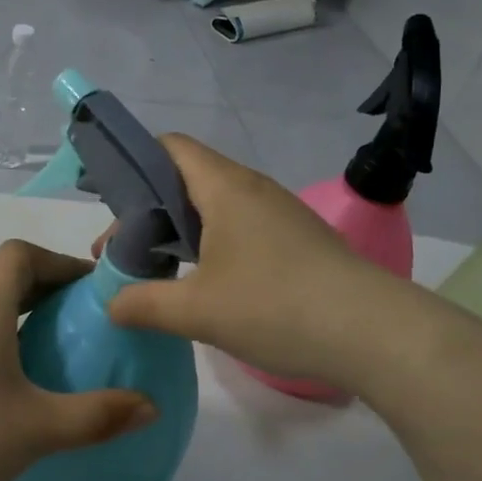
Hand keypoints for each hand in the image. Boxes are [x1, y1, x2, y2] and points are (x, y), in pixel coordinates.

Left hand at [0, 240, 156, 480]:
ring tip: (58, 349)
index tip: (88, 289)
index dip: (57, 260)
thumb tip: (150, 407)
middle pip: (6, 279)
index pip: (18, 254)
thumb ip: (99, 416)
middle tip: (84, 319)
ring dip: (26, 315)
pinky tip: (19, 384)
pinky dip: (5, 339)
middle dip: (49, 288)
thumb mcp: (41, 430)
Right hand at [105, 136, 382, 387]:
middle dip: (148, 211)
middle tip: (123, 252)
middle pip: (187, 179)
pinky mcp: (298, 241)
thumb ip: (143, 304)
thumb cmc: (275, 307)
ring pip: (215, 207)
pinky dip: (212, 247)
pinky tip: (206, 286)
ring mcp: (280, 214)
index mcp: (225, 187)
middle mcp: (253, 189)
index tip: (108, 204)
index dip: (134, 164)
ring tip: (157, 271)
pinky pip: (241, 229)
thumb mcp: (196, 311)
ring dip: (180, 233)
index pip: (170, 147)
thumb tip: (111, 303)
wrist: (373, 333)